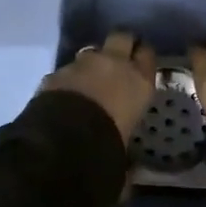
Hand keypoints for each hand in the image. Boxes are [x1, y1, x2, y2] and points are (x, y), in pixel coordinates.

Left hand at [40, 30, 157, 141]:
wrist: (65, 139)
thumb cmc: (107, 145)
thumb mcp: (126, 145)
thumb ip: (128, 146)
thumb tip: (131, 169)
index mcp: (139, 81)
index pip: (147, 55)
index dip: (143, 56)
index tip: (140, 61)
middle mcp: (114, 64)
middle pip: (122, 37)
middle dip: (120, 43)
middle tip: (118, 58)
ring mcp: (83, 63)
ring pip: (91, 51)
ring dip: (92, 62)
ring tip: (88, 81)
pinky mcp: (57, 71)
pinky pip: (67, 70)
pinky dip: (68, 79)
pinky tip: (65, 95)